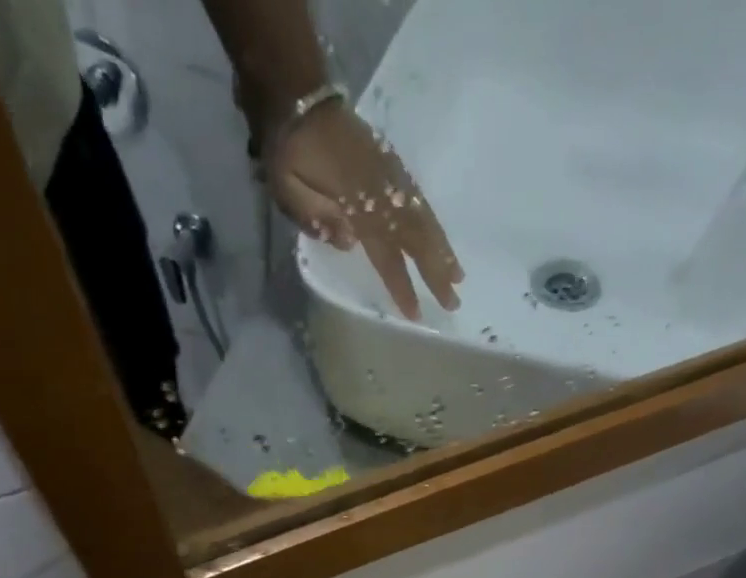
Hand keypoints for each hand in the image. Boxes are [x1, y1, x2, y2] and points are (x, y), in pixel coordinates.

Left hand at [265, 101, 461, 320]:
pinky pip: (418, 198)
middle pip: (415, 238)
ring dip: (441, 249)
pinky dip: (432, 222)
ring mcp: (389, 176)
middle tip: (454, 302)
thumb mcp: (288, 187)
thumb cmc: (288, 152)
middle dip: (436, 271)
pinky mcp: (390, 165)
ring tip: (458, 275)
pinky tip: (441, 240)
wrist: (297, 97)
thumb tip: (351, 241)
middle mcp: (381, 192)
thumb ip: (315, 216)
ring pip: (422, 218)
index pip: (386, 254)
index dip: (401, 284)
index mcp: (357, 203)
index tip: (415, 312)